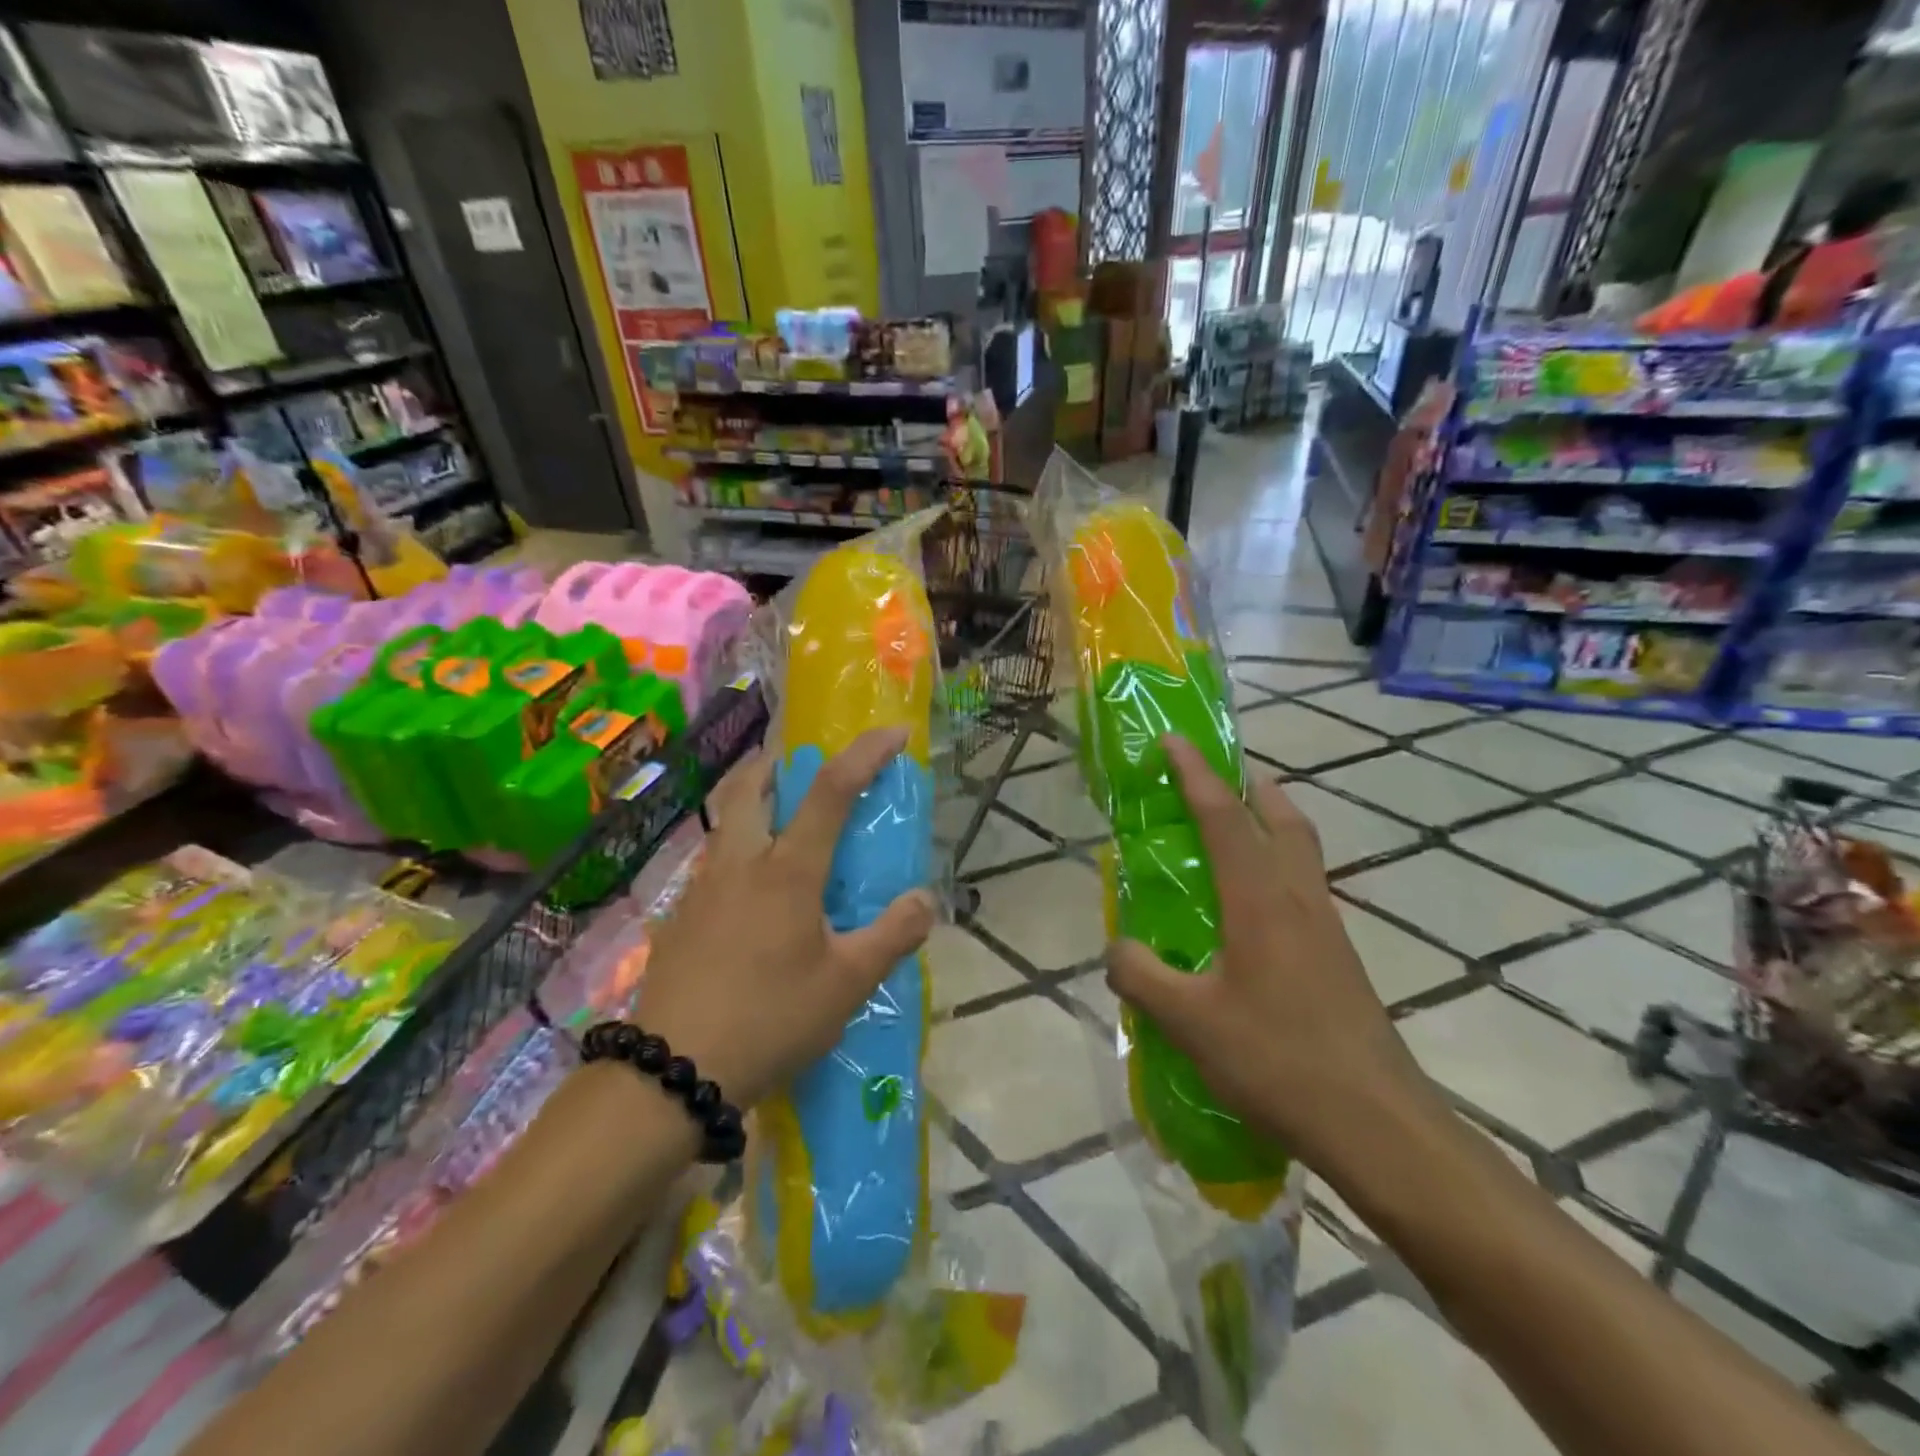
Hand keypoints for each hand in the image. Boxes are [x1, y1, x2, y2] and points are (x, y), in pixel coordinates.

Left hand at [634, 727, 936, 1108]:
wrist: (671, 1073)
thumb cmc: (770, 1019)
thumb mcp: (847, 985)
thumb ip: (892, 936)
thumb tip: (924, 900)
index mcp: (787, 871)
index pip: (830, 790)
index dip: (866, 753)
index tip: (896, 733)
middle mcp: (741, 863)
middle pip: (753, 784)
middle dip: (781, 760)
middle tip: (806, 768)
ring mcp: (702, 887)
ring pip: (727, 820)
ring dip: (756, 802)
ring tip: (784, 829)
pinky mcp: (679, 917)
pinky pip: (713, 860)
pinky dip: (739, 849)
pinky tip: (753, 895)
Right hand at [1105, 737, 1434, 1167]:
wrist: (1377, 1124)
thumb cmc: (1278, 1060)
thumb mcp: (1189, 1021)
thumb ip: (1141, 976)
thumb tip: (1116, 949)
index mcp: (1260, 900)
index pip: (1224, 817)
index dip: (1195, 773)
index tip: (1174, 740)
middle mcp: (1299, 899)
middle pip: (1283, 820)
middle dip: (1251, 786)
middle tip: (1221, 775)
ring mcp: (1327, 929)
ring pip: (1302, 852)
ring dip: (1271, 824)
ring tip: (1237, 829)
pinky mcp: (1339, 959)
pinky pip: (1305, 888)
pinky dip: (1279, 869)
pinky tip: (1253, 910)